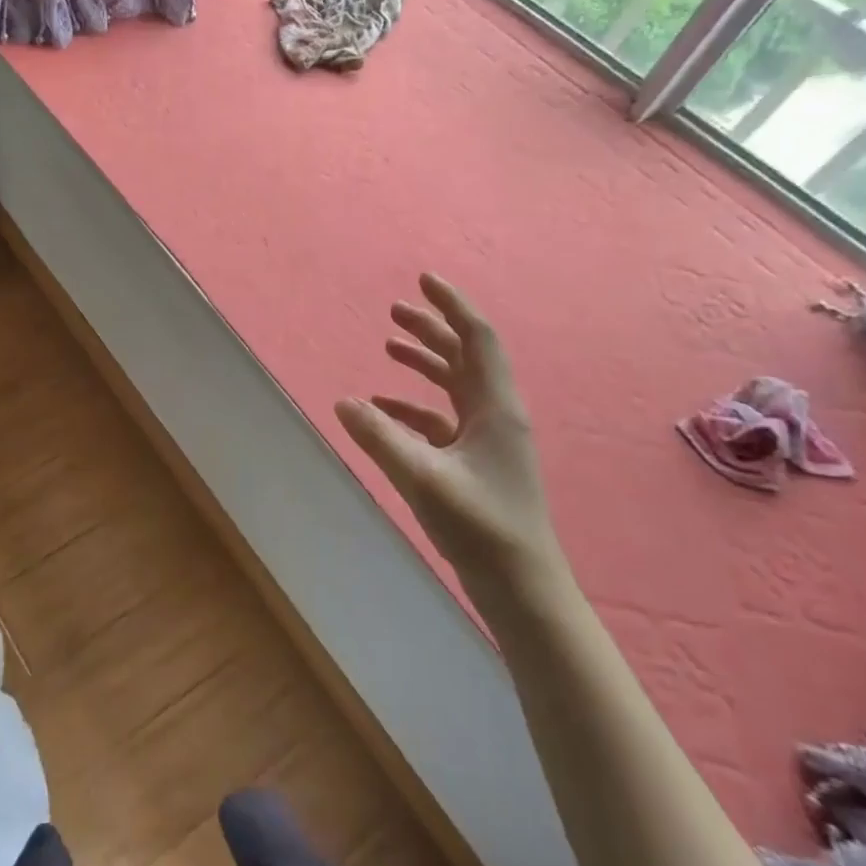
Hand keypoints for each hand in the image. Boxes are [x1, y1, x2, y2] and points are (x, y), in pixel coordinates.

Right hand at [335, 275, 567, 593]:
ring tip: (389, 347)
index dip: (451, 306)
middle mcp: (494, 414)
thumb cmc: (480, 525)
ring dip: (423, 364)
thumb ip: (380, 438)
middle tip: (395, 311)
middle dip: (431, 330)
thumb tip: (344, 402)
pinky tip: (382, 410)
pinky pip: (441, 420)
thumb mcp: (422, 477)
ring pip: (453, 386)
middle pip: (464, 356)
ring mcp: (486, 440)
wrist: (520, 585)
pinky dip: (412, 407)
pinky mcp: (474, 462)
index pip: (476, 339)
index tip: (424, 280)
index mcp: (494, 407)